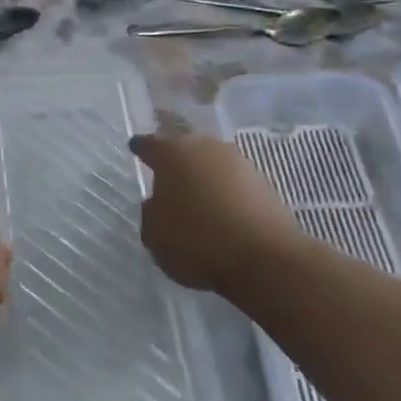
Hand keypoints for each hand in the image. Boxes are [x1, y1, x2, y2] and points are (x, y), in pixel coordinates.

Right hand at [130, 131, 305, 294]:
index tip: (136, 146)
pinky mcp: (265, 184)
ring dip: (204, 178)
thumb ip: (151, 212)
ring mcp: (239, 163)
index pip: (151, 144)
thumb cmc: (196, 240)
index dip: (141, 148)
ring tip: (197, 199)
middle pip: (186, 149)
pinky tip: (221, 213)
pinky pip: (234, 185)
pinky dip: (225, 194)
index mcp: (173, 153)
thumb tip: (159, 203)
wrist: (264, 256)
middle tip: (168, 177)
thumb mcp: (154, 233)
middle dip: (177, 161)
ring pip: (213, 165)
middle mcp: (206, 148)